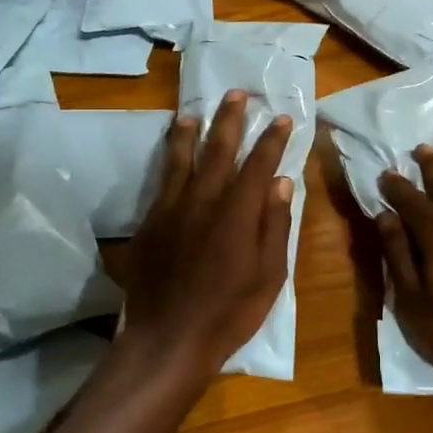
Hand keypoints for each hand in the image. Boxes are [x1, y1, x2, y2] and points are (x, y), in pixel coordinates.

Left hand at [119, 91, 294, 380]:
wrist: (168, 339)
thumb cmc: (229, 313)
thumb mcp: (269, 276)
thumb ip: (275, 226)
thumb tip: (282, 183)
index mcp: (238, 214)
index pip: (258, 165)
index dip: (272, 140)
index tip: (281, 118)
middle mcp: (204, 202)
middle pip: (219, 151)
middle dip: (231, 120)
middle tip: (237, 94)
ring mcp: (172, 210)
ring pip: (183, 160)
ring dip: (192, 132)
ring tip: (196, 111)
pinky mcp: (150, 223)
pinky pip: (162, 181)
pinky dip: (169, 159)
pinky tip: (172, 151)